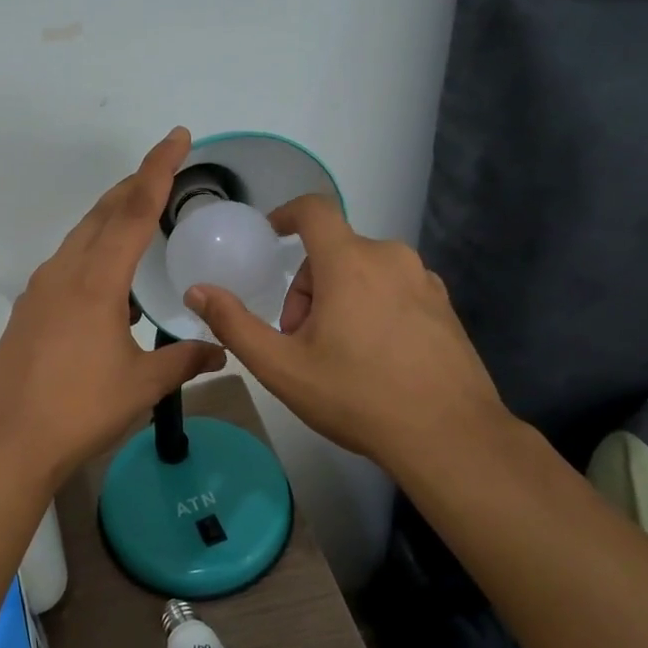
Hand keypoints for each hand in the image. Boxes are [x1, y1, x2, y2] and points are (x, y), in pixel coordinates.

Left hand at [0, 128, 226, 485]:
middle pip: (103, 212)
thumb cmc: (79, 409)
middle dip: (135, 184)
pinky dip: (93, 249)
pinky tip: (108, 276)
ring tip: (140, 214)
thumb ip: (184, 360)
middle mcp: (64, 273)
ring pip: (81, 235)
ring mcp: (40, 289)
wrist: (6, 440)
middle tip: (165, 168)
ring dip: (111, 216)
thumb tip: (221, 350)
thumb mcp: (141, 386)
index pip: (134, 211)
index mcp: (96, 281)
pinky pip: (67, 262)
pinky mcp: (28, 309)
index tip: (177, 137)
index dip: (159, 170)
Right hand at [183, 195, 510, 475]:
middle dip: (306, 288)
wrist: (450, 437)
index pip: (314, 210)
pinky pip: (394, 289)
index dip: (286, 215)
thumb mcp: (281, 366)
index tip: (271, 237)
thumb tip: (197, 291)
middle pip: (332, 251)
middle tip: (297, 338)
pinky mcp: (445, 307)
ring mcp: (424, 282)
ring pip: (363, 271)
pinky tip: (373, 358)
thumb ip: (233, 324)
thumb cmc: (357, 396)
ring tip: (335, 353)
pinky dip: (372, 307)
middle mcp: (390, 258)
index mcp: (350, 262)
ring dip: (338, 298)